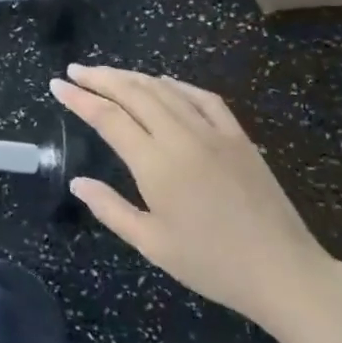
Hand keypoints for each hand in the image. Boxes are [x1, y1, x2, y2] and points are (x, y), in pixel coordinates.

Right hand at [50, 64, 336, 330]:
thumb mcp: (152, 244)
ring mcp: (212, 132)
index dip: (79, 98)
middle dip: (100, 77)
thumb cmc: (212, 264)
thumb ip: (110, 209)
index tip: (57, 85)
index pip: (108, 117)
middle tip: (76, 70)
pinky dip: (176, 84)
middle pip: (133, 92)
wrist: (283, 271)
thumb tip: (77, 182)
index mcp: (155, 164)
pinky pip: (202, 97)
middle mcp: (181, 137)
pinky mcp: (238, 136)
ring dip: (132, 76)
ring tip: (108, 74)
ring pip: (164, 89)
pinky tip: (163, 83)